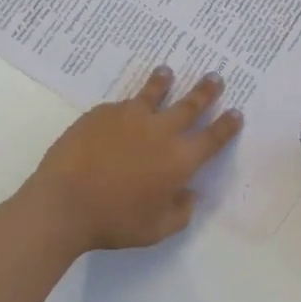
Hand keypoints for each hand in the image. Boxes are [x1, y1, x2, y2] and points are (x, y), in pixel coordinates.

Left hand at [23, 67, 242, 253]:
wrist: (64, 202)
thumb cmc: (114, 221)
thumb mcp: (156, 229)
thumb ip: (180, 212)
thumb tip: (189, 194)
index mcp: (180, 159)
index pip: (213, 138)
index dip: (227, 125)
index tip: (236, 112)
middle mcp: (161, 131)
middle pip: (190, 105)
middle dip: (205, 91)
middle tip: (214, 77)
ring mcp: (130, 117)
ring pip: (153, 93)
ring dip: (164, 81)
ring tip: (167, 72)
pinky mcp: (103, 112)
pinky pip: (121, 105)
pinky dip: (129, 105)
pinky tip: (124, 108)